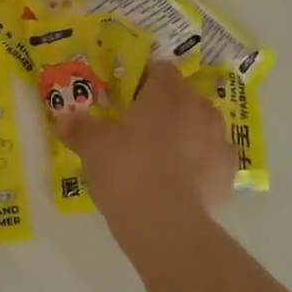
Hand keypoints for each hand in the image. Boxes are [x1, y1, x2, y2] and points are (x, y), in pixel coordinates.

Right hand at [54, 63, 234, 252]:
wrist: (163, 222)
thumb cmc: (125, 167)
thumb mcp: (92, 145)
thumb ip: (79, 127)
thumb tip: (63, 117)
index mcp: (167, 92)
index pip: (162, 69)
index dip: (145, 79)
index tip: (128, 97)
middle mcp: (198, 109)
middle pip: (185, 97)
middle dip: (168, 107)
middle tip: (142, 127)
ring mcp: (219, 141)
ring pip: (204, 126)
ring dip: (189, 133)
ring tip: (164, 154)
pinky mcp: (228, 174)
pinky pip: (214, 159)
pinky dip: (202, 164)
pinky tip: (183, 180)